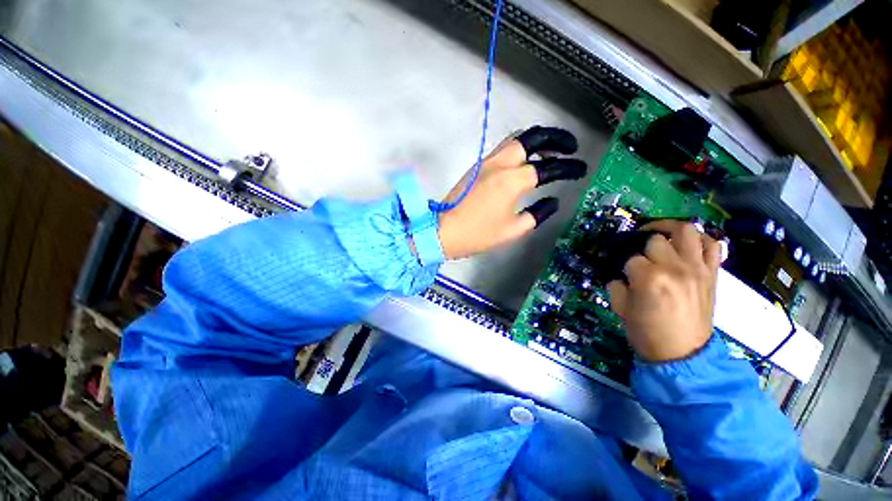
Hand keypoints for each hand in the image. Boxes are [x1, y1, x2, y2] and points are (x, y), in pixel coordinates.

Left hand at [438, 127, 587, 259]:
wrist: (444, 231)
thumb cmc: (478, 234)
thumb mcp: (513, 230)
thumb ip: (537, 213)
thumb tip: (552, 201)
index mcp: (512, 181)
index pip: (548, 166)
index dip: (569, 167)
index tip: (581, 169)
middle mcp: (500, 164)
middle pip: (532, 137)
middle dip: (556, 138)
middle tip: (570, 147)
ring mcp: (486, 162)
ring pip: (517, 139)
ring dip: (537, 141)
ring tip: (550, 153)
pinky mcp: (477, 166)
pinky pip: (504, 148)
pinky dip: (521, 148)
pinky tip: (526, 161)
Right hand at [608, 220, 720, 361]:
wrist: (682, 354)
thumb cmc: (647, 332)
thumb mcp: (620, 308)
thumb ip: (616, 285)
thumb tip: (621, 275)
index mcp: (649, 278)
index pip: (631, 259)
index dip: (625, 266)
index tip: (625, 276)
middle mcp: (675, 267)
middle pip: (656, 240)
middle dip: (643, 248)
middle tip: (641, 259)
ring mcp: (698, 268)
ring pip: (686, 231)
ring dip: (670, 229)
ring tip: (660, 234)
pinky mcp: (712, 274)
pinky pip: (713, 245)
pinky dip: (701, 240)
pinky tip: (688, 245)